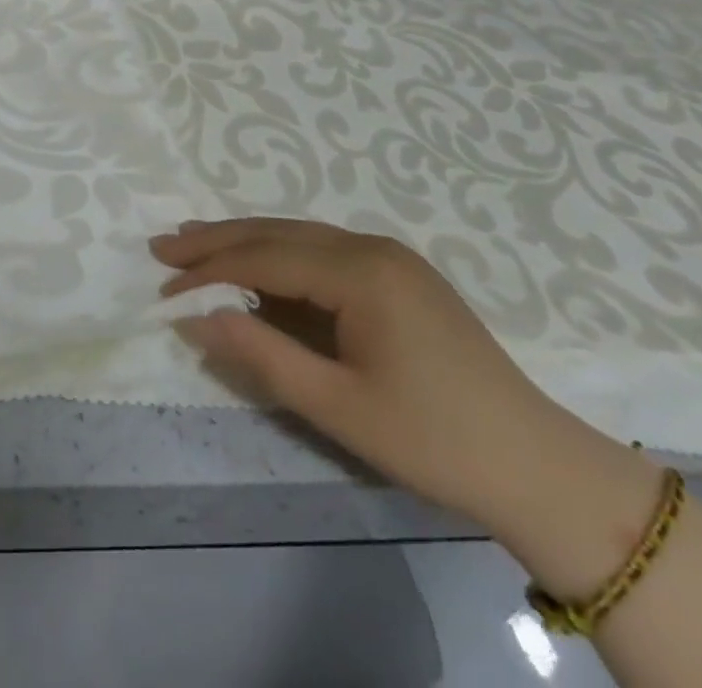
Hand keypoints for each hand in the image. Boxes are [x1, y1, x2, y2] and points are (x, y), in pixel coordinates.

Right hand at [151, 218, 657, 551]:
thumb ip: (263, 355)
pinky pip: (323, 251)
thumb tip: (194, 318)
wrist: (539, 467)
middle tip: (163, 246)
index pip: (264, 258)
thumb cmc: (434, 440)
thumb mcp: (339, 407)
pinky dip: (280, 256)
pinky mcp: (400, 275)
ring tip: (195, 243)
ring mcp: (390, 257)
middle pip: (277, 233)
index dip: (208, 270)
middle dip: (216, 240)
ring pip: (299, 236)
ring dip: (245, 242)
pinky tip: (258, 266)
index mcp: (361, 271)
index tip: (162, 283)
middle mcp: (372, 247)